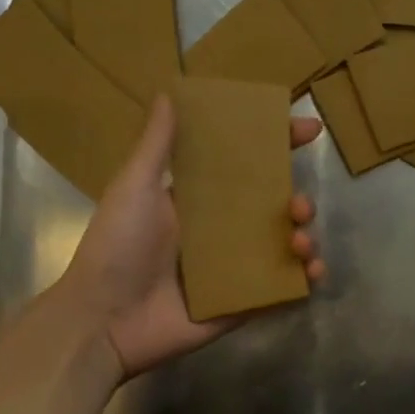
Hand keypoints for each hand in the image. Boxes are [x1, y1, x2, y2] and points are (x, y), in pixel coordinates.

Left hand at [58, 94, 325, 379]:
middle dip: (298, 201)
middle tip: (299, 205)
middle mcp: (220, 233)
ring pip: (284, 247)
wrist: (103, 321)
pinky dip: (303, 279)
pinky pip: (281, 289)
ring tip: (301, 242)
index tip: (307, 129)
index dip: (277, 145)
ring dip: (305, 238)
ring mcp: (233, 270)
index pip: (245, 167)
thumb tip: (169, 92)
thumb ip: (157, 145)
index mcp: (198, 202)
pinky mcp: (241, 305)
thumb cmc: (116, 248)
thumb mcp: (133, 188)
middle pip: (274, 209)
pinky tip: (311, 272)